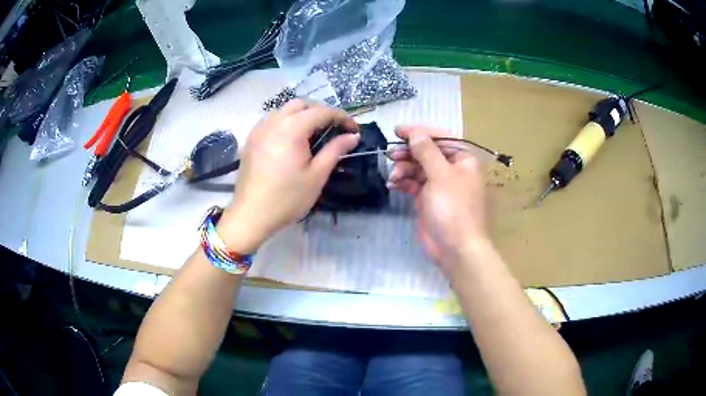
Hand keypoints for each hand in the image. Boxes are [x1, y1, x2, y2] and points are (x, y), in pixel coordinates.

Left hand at [218, 100, 359, 252]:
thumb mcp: (317, 176)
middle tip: (334, 129)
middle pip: (301, 104)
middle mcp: (274, 122)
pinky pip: (271, 120)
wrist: (251, 215)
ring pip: (284, 109)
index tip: (354, 130)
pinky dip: (285, 121)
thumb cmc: (287, 198)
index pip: (322, 112)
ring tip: (313, 132)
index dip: (341, 117)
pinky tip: (290, 138)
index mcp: (292, 129)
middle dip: (321, 111)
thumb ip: (335, 150)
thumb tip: (352, 136)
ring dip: (302, 114)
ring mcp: (259, 129)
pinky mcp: (251, 139)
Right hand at [388, 126, 489, 273]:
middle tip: (390, 153)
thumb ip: (427, 151)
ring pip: (418, 168)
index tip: (397, 130)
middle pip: (427, 152)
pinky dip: (403, 182)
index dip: (419, 132)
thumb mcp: (441, 175)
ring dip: (404, 168)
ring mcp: (440, 186)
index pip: (440, 138)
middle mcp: (452, 170)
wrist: (456, 249)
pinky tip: (393, 183)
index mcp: (462, 160)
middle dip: (409, 152)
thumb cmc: (453, 208)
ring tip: (393, 174)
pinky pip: (414, 184)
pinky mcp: (428, 200)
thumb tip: (415, 132)